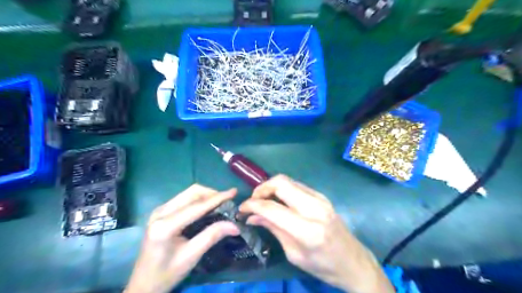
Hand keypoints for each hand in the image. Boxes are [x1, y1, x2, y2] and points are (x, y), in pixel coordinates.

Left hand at [126, 185, 239, 292]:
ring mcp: (159, 210)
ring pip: (188, 193)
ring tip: (221, 203)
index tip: (234, 191)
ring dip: (206, 195)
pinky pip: (184, 198)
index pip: (197, 206)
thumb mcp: (191, 256)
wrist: (143, 285)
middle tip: (228, 201)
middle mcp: (160, 212)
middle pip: (192, 193)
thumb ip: (212, 236)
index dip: (218, 198)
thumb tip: (235, 225)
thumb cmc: (166, 274)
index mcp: (165, 226)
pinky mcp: (161, 212)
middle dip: (212, 194)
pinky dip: (198, 199)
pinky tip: (207, 207)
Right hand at [238, 176, 393, 292]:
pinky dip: (282, 189)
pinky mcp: (322, 196)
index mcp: (307, 229)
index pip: (272, 208)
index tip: (241, 208)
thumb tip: (252, 217)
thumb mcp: (294, 254)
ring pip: (288, 180)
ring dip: (271, 187)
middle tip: (253, 201)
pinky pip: (296, 185)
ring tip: (262, 200)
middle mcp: (314, 208)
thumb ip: (273, 229)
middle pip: (281, 183)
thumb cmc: (323, 265)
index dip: (252, 205)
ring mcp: (320, 199)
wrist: (353, 261)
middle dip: (261, 188)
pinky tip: (278, 201)